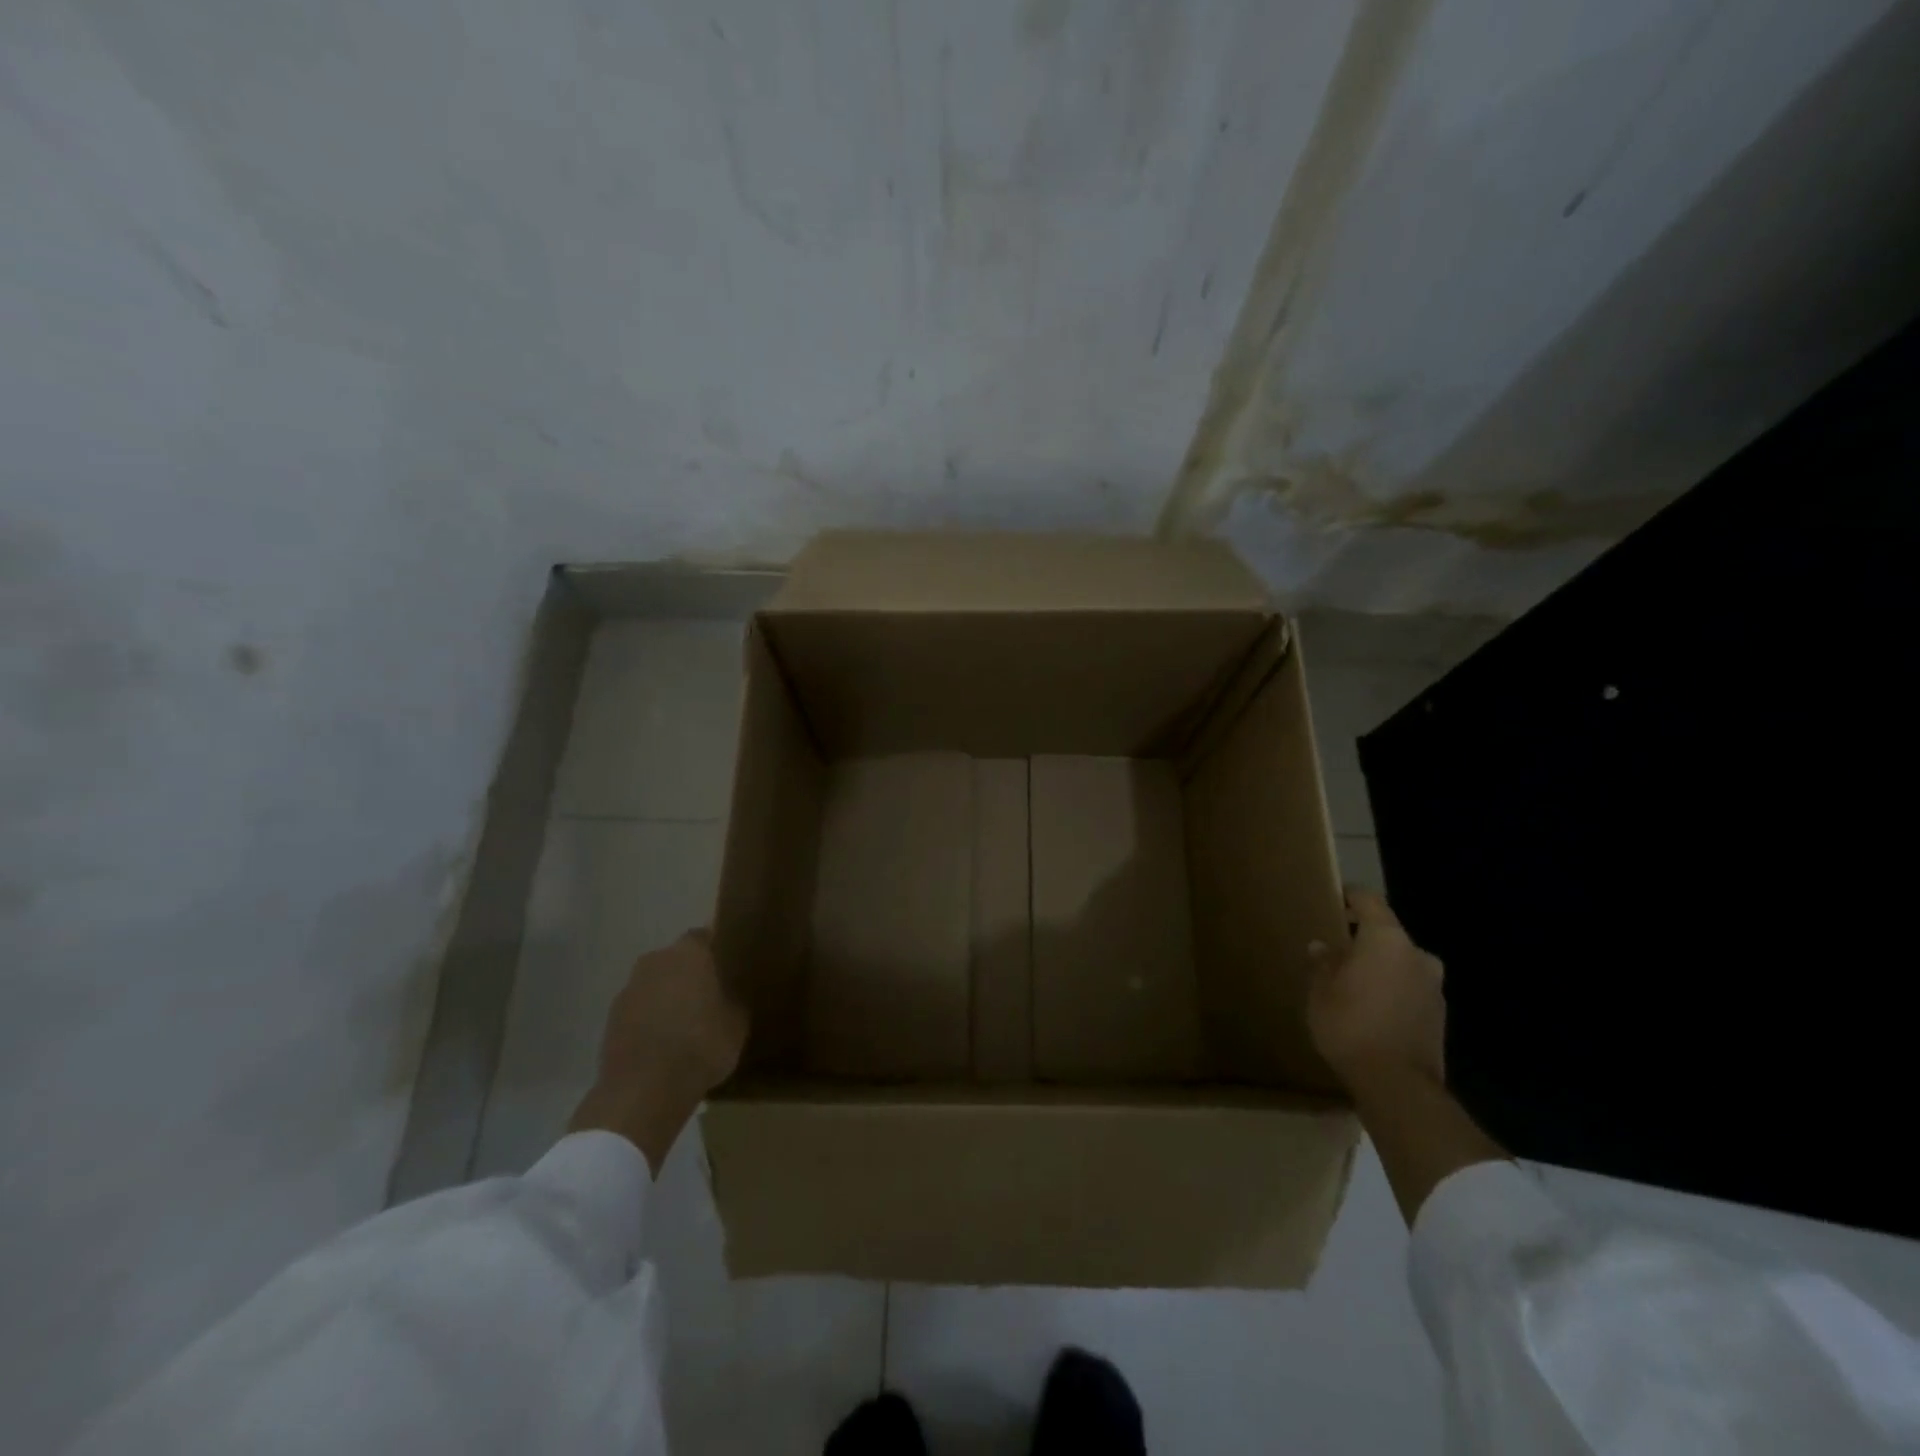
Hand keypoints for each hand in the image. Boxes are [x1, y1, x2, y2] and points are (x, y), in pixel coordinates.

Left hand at [570, 929, 748, 1173]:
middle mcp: (656, 960)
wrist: (643, 1091)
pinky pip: (640, 1009)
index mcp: (689, 952)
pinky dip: (650, 1018)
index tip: (729, 966)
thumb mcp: (737, 1023)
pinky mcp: (611, 1018)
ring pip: (656, 983)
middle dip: (692, 973)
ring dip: (668, 996)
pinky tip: (664, 1042)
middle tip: (711, 995)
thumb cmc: (700, 1046)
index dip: (717, 950)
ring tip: (687, 1022)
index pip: (705, 936)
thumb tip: (731, 993)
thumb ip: (734, 998)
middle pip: (677, 959)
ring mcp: (629, 988)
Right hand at [1308, 889, 1445, 1095]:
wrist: (1398, 1086)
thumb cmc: (1350, 1024)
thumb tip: (1323, 947)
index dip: (1350, 896)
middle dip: (1364, 939)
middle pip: (1388, 934)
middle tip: (1337, 949)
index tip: (1333, 898)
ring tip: (1352, 982)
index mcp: (1387, 939)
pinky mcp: (1439, 1015)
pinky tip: (1371, 1008)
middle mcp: (1417, 955)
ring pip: (1401, 963)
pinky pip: (1410, 989)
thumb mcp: (1321, 991)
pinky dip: (1392, 990)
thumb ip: (1323, 964)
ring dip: (1380, 967)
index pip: (1369, 901)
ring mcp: (1434, 986)